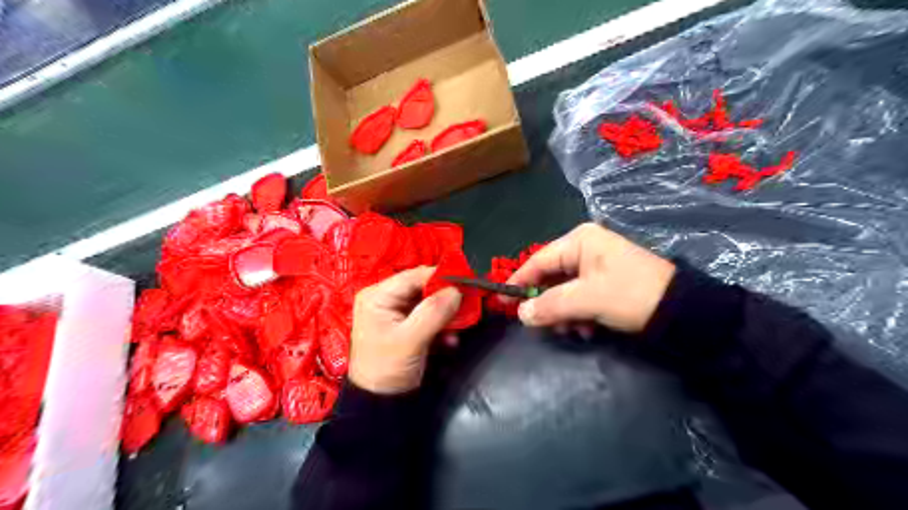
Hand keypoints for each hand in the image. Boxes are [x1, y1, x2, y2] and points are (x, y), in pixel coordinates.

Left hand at [349, 267, 461, 394]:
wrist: (380, 404)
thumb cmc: (387, 369)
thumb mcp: (410, 340)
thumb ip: (433, 312)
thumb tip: (456, 290)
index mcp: (378, 296)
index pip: (414, 275)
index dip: (441, 276)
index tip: (467, 281)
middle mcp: (387, 299)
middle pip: (423, 287)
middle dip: (446, 297)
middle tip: (468, 305)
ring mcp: (398, 313)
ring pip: (430, 302)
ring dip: (447, 314)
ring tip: (459, 328)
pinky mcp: (408, 326)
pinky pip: (430, 317)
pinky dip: (442, 326)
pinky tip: (450, 340)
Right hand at [511, 224, 673, 334]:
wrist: (683, 311)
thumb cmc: (631, 295)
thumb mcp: (587, 299)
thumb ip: (550, 305)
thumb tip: (521, 314)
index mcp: (580, 241)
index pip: (538, 260)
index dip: (519, 282)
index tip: (503, 303)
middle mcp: (586, 248)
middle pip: (551, 277)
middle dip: (547, 303)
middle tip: (541, 325)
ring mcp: (597, 265)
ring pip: (564, 290)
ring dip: (563, 312)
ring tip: (572, 330)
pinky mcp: (606, 282)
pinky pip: (580, 297)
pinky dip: (579, 313)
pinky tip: (586, 329)